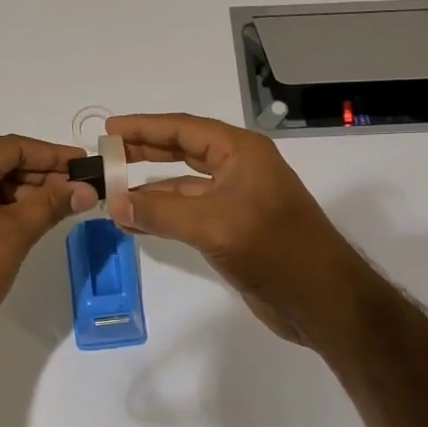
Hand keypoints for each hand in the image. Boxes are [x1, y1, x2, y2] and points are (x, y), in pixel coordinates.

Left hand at [0, 134, 98, 354]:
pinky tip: (29, 219)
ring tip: (60, 207)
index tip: (85, 165)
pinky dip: (3, 206)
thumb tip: (86, 189)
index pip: (14, 146)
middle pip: (1, 162)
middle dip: (41, 175)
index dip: (53, 155)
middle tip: (79, 189)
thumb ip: (53, 203)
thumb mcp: (16, 232)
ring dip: (24, 192)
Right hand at [105, 113, 369, 345]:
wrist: (321, 299)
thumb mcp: (212, 225)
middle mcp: (239, 169)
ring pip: (184, 185)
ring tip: (112, 194)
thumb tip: (114, 205)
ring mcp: (237, 200)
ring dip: (150, 190)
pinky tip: (135, 223)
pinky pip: (189, 213)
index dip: (145, 127)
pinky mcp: (233, 230)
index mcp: (241, 152)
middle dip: (144, 152)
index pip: (184, 128)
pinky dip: (162, 216)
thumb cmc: (273, 248)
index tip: (109, 129)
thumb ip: (160, 213)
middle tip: (106, 156)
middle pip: (183, 151)